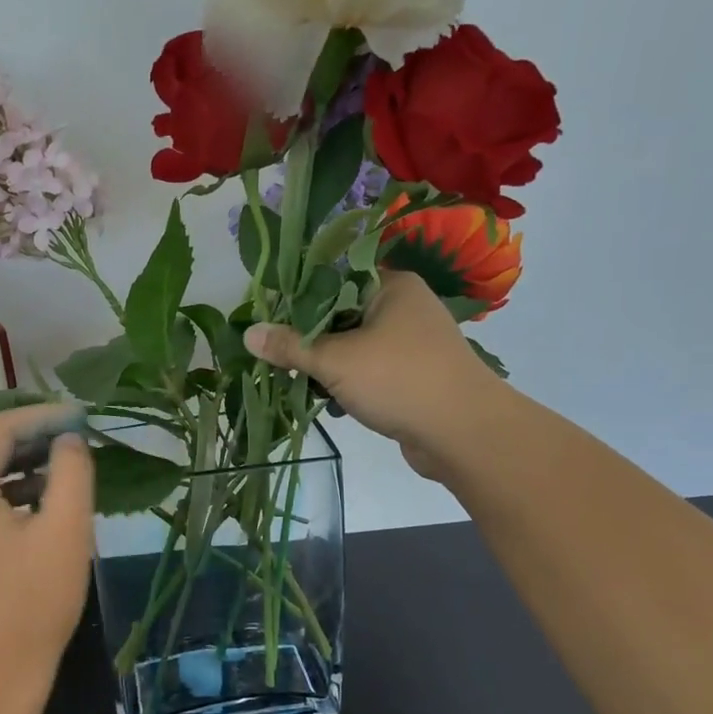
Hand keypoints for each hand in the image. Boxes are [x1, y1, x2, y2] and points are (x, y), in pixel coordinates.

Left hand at [0, 405, 94, 713]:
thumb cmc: (31, 604)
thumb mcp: (65, 530)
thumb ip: (71, 471)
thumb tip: (68, 439)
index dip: (42, 415)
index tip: (83, 413)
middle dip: (31, 438)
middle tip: (77, 435)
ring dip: (20, 466)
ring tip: (66, 465)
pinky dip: (5, 494)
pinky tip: (40, 502)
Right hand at [244, 271, 504, 478]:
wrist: (464, 434)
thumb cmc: (399, 381)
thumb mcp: (335, 360)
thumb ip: (290, 346)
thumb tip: (248, 333)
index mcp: (392, 286)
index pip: (333, 279)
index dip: (298, 299)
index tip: (267, 319)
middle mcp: (404, 307)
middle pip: (340, 315)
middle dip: (309, 340)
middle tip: (277, 356)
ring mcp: (412, 344)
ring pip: (353, 347)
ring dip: (327, 367)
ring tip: (301, 383)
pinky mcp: (413, 376)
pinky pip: (369, 372)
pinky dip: (349, 385)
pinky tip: (332, 404)